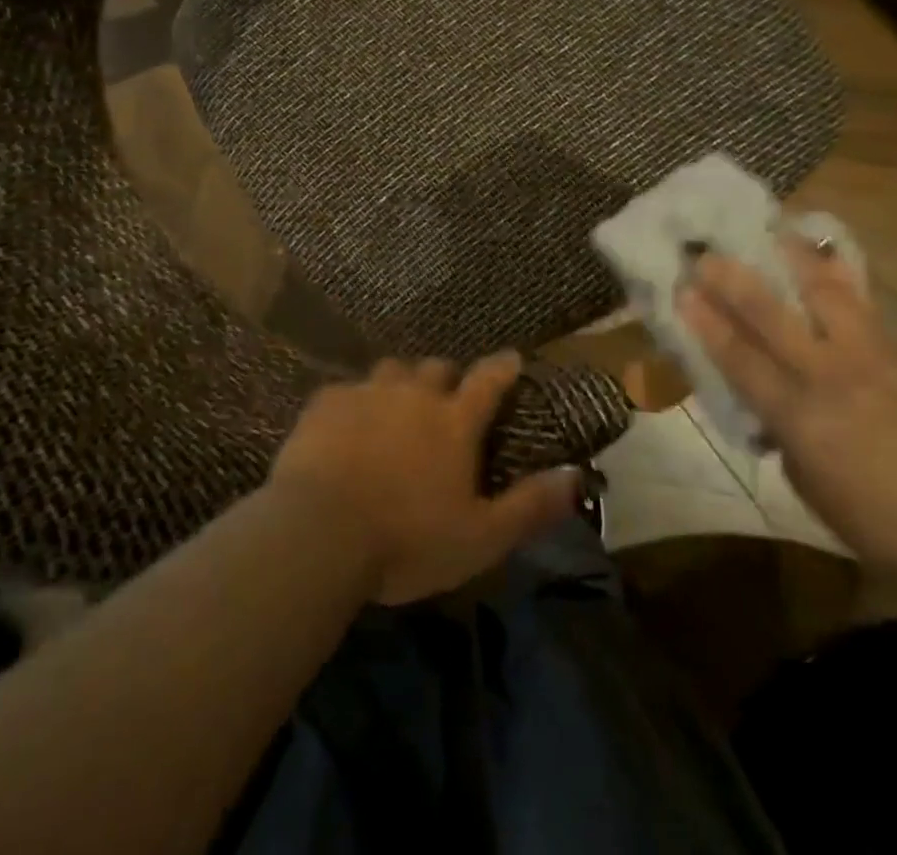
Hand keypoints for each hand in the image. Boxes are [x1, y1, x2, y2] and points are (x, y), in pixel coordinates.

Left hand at [269, 352, 582, 604]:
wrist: (319, 531)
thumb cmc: (407, 539)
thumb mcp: (481, 538)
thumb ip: (530, 505)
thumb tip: (577, 476)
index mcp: (454, 422)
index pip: (488, 380)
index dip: (503, 367)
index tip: (512, 358)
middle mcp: (414, 394)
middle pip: (437, 368)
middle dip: (447, 377)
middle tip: (446, 396)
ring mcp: (368, 393)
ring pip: (392, 370)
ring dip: (401, 382)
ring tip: (397, 404)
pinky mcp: (327, 402)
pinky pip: (347, 389)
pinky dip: (355, 401)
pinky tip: (347, 422)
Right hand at [677, 242, 896, 579]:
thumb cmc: (877, 522)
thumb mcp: (808, 484)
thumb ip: (781, 432)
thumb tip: (765, 400)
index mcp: (801, 418)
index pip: (741, 359)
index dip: (708, 323)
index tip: (683, 290)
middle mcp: (832, 378)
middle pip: (773, 317)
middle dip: (734, 281)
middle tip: (707, 254)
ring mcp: (874, 361)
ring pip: (828, 296)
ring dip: (794, 262)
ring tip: (773, 233)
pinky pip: (869, 308)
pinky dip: (844, 279)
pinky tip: (831, 257)